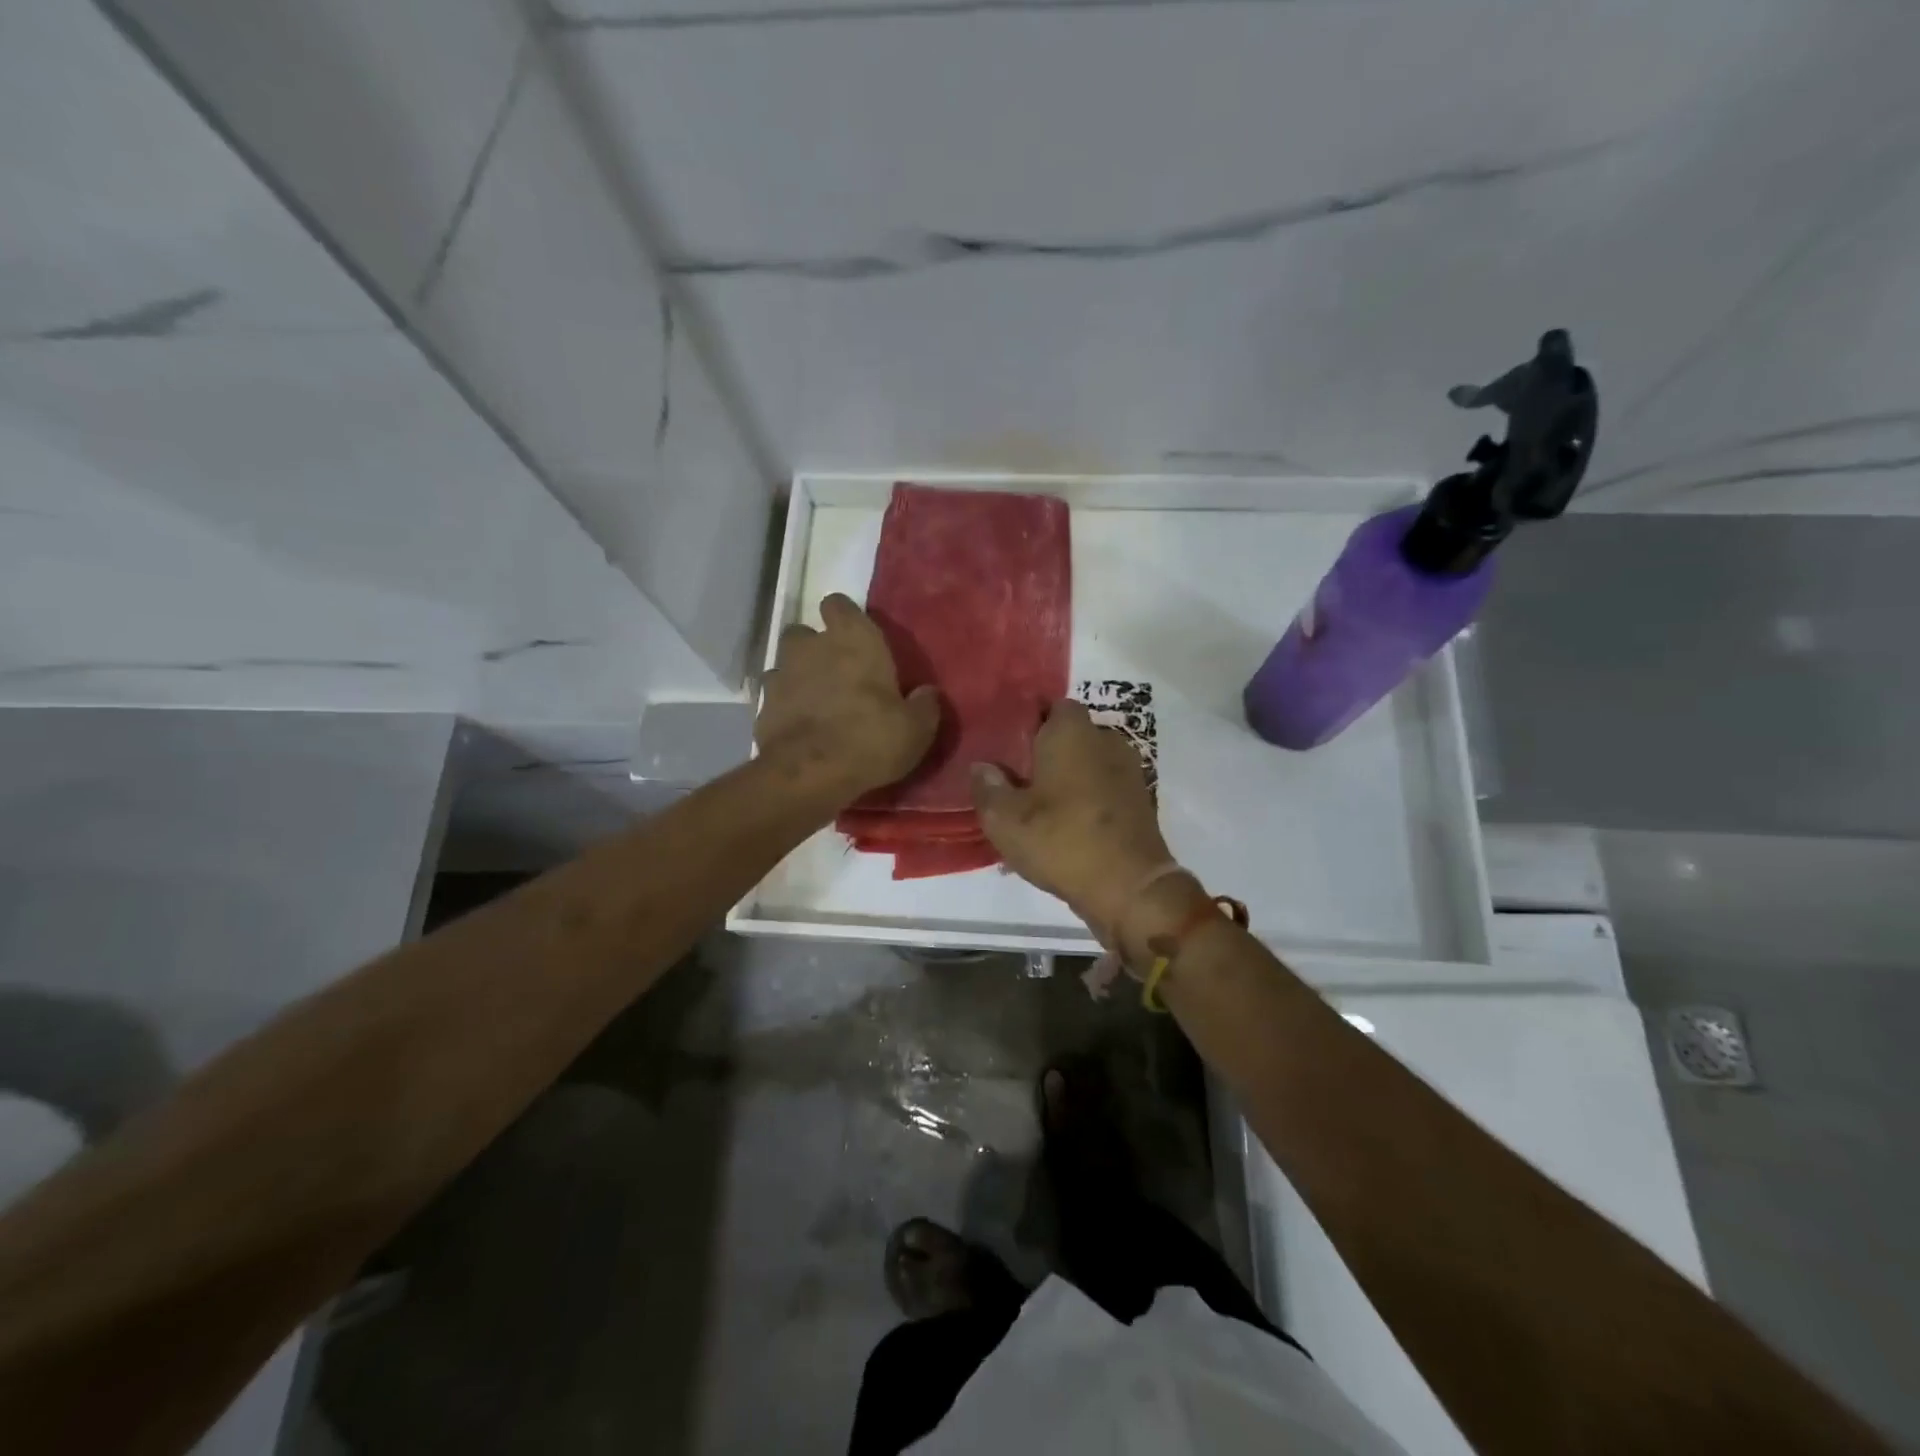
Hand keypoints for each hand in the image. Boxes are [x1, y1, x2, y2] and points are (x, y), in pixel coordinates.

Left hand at [756, 593, 940, 801]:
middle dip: (816, 648)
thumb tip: (928, 693)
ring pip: (786, 662)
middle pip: (806, 632)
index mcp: (853, 639)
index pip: (839, 605)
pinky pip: (773, 696)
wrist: (809, 774)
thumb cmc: (870, 739)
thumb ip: (924, 706)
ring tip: (815, 701)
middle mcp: (812, 646)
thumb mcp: (915, 729)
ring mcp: (781, 673)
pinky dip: (784, 706)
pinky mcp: (761, 705)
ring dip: (797, 676)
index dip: (845, 619)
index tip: (856, 639)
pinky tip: (797, 726)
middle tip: (835, 673)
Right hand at [970, 700, 1184, 940]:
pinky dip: (1087, 799)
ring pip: (1088, 762)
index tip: (1007, 744)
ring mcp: (1128, 770)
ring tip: (1039, 805)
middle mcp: (1105, 740)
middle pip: (1070, 735)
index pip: (1050, 706)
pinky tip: (1067, 824)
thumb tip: (982, 767)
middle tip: (1017, 777)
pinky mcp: (1139, 800)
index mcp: (1071, 732)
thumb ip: (988, 788)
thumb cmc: (1062, 841)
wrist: (1130, 887)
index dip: (1029, 721)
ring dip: (1068, 777)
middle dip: (1046, 751)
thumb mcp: (1005, 820)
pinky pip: (1104, 787)